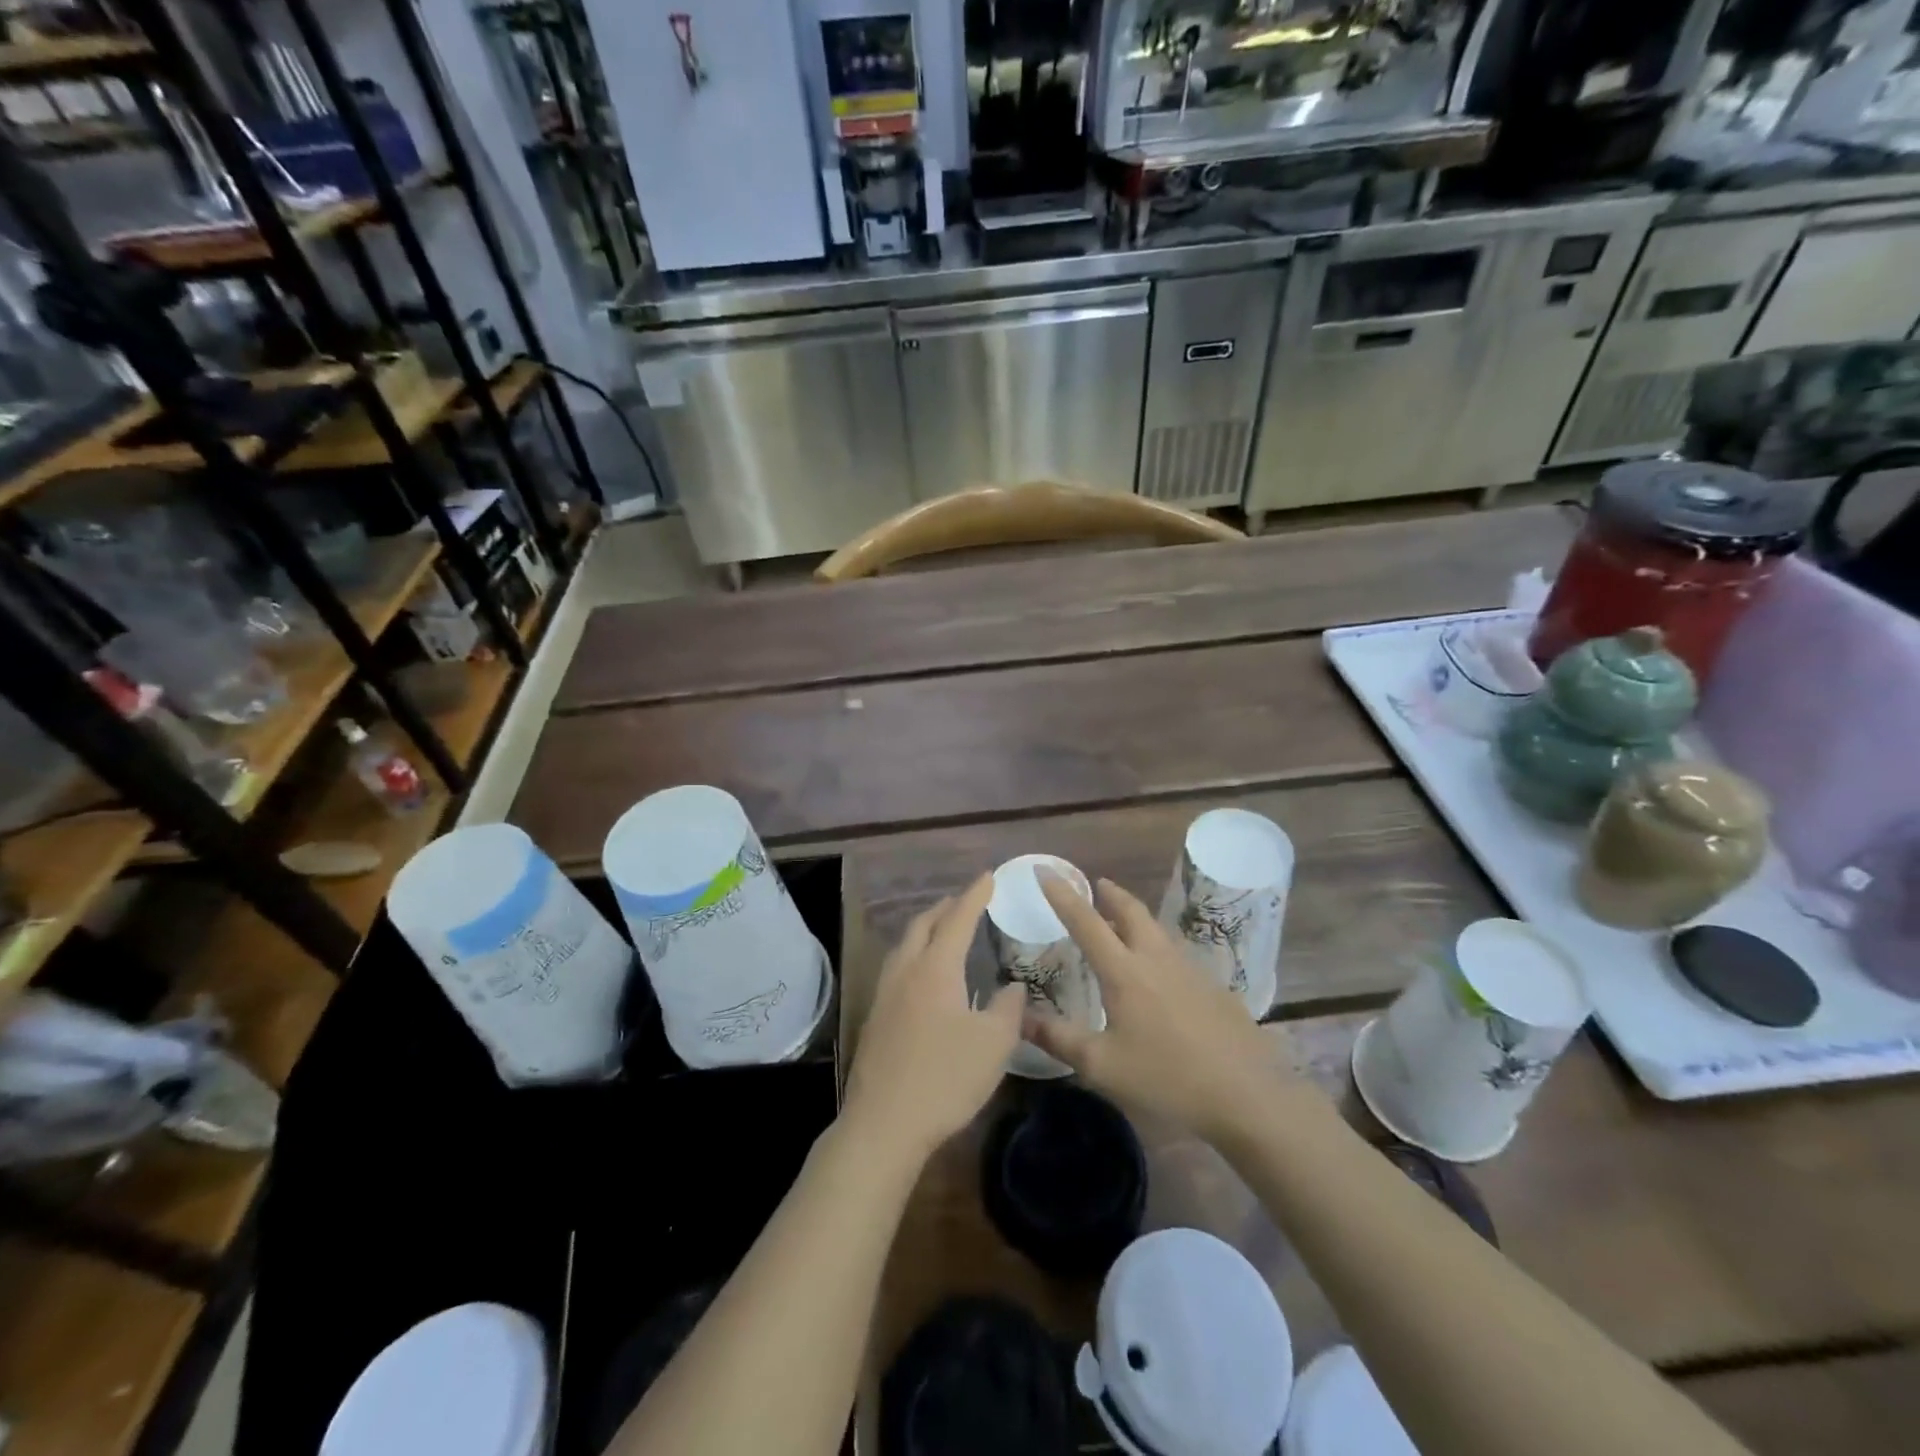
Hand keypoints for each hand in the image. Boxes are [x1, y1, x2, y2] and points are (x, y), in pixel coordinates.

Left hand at [842, 873, 1022, 1161]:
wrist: (884, 1123)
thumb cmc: (945, 1078)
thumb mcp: (994, 1044)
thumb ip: (1008, 1008)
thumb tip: (1013, 987)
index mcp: (935, 968)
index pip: (958, 919)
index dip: (975, 895)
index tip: (989, 876)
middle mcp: (906, 971)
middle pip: (924, 924)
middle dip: (946, 907)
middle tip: (966, 900)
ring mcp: (885, 993)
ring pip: (905, 945)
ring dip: (926, 929)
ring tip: (944, 931)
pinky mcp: (875, 1017)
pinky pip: (898, 967)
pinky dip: (915, 954)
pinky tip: (924, 975)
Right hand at [1028, 872, 1285, 1142]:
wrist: (1249, 1096)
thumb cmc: (1167, 1079)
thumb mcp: (1102, 1066)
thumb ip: (1058, 1038)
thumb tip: (1020, 1016)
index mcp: (1125, 972)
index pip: (1085, 922)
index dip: (1062, 895)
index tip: (1045, 871)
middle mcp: (1156, 960)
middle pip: (1131, 911)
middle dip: (1110, 894)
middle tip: (1096, 885)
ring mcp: (1190, 971)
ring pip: (1156, 931)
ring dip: (1135, 918)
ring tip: (1121, 923)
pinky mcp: (1214, 988)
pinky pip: (1176, 954)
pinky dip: (1157, 948)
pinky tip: (1159, 974)